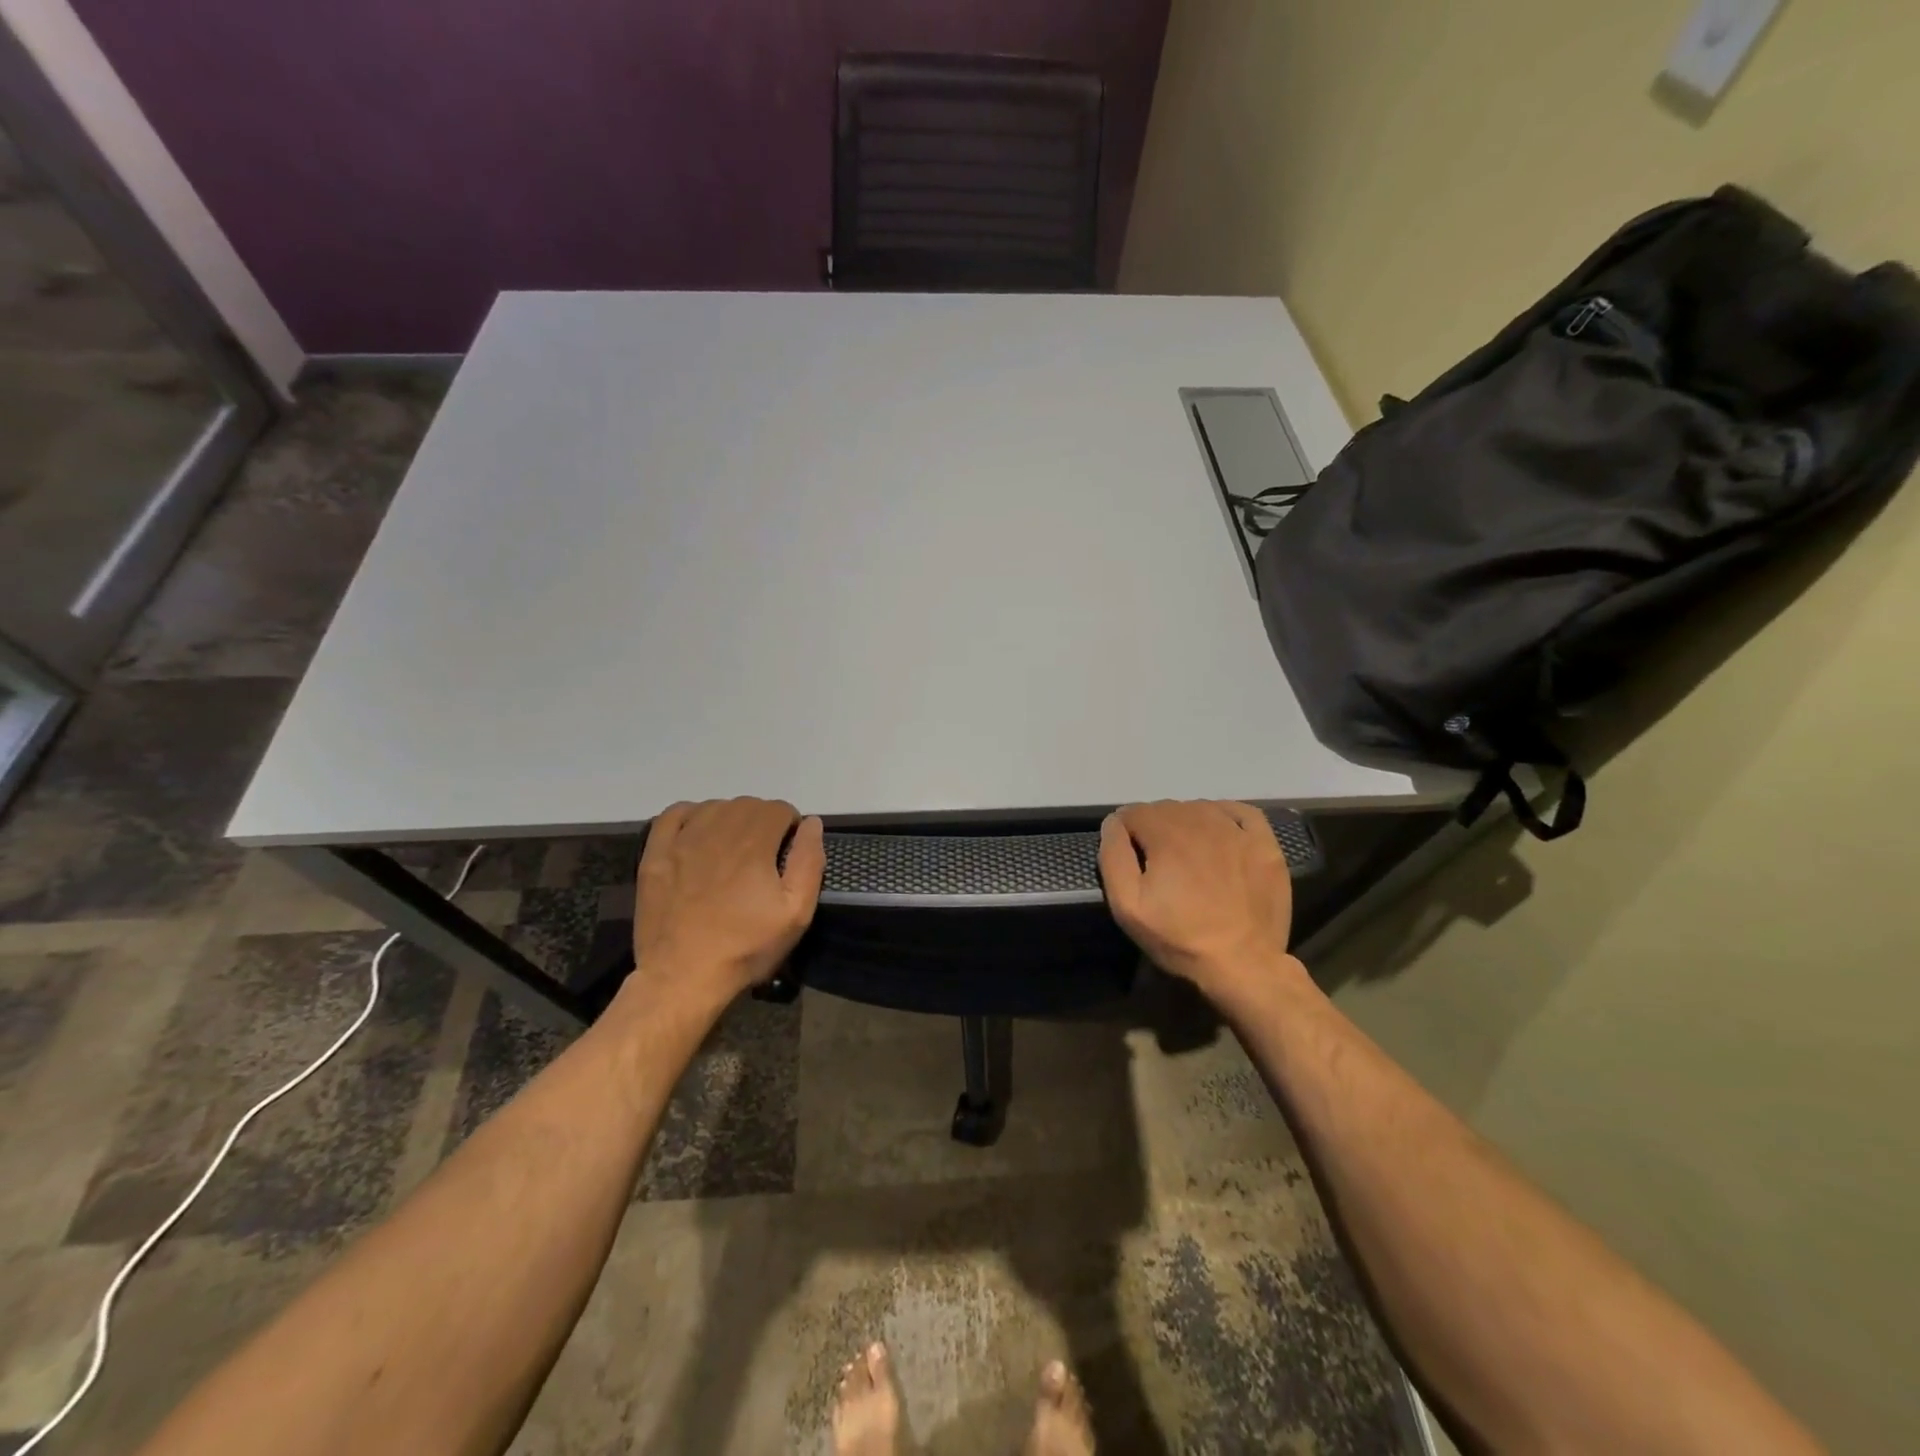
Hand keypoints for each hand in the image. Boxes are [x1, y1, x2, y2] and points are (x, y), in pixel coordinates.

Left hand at [630, 798, 825, 1013]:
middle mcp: (718, 831)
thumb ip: (809, 861)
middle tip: (764, 857)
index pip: (780, 809)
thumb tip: (812, 823)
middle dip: (763, 822)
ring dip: (731, 819)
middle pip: (749, 805)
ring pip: (715, 807)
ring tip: (734, 850)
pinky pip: (673, 814)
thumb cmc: (745, 947)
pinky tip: (699, 835)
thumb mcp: (796, 913)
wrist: (681, 977)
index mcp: (754, 843)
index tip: (788, 854)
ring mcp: (682, 840)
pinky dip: (691, 815)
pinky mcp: (655, 854)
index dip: (791, 828)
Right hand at [1099, 801, 1301, 1005]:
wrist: (1243, 965)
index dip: (1124, 834)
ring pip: (1199, 808)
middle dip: (1154, 830)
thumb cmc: (1180, 938)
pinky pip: (1241, 812)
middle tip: (1158, 866)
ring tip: (1187, 858)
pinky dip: (1225, 815)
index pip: (1133, 812)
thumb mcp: (1127, 906)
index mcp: (1166, 834)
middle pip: (1165, 808)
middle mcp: (1201, 821)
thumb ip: (1113, 857)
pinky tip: (1220, 835)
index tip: (1130, 860)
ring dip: (1186, 824)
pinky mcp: (1265, 845)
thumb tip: (1113, 823)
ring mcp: (1237, 831)